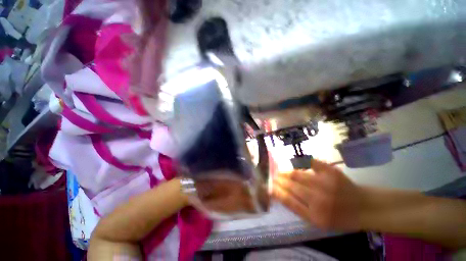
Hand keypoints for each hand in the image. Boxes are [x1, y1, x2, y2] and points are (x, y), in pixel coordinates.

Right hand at [272, 159, 363, 230]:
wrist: (363, 207)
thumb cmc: (339, 218)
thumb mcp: (318, 222)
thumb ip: (299, 209)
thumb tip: (280, 194)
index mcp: (315, 216)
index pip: (289, 201)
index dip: (277, 192)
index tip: (271, 186)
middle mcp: (319, 200)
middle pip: (292, 186)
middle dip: (280, 180)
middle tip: (274, 177)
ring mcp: (325, 184)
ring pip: (298, 174)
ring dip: (287, 172)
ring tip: (281, 172)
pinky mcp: (331, 172)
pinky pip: (310, 163)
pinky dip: (300, 162)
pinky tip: (294, 163)